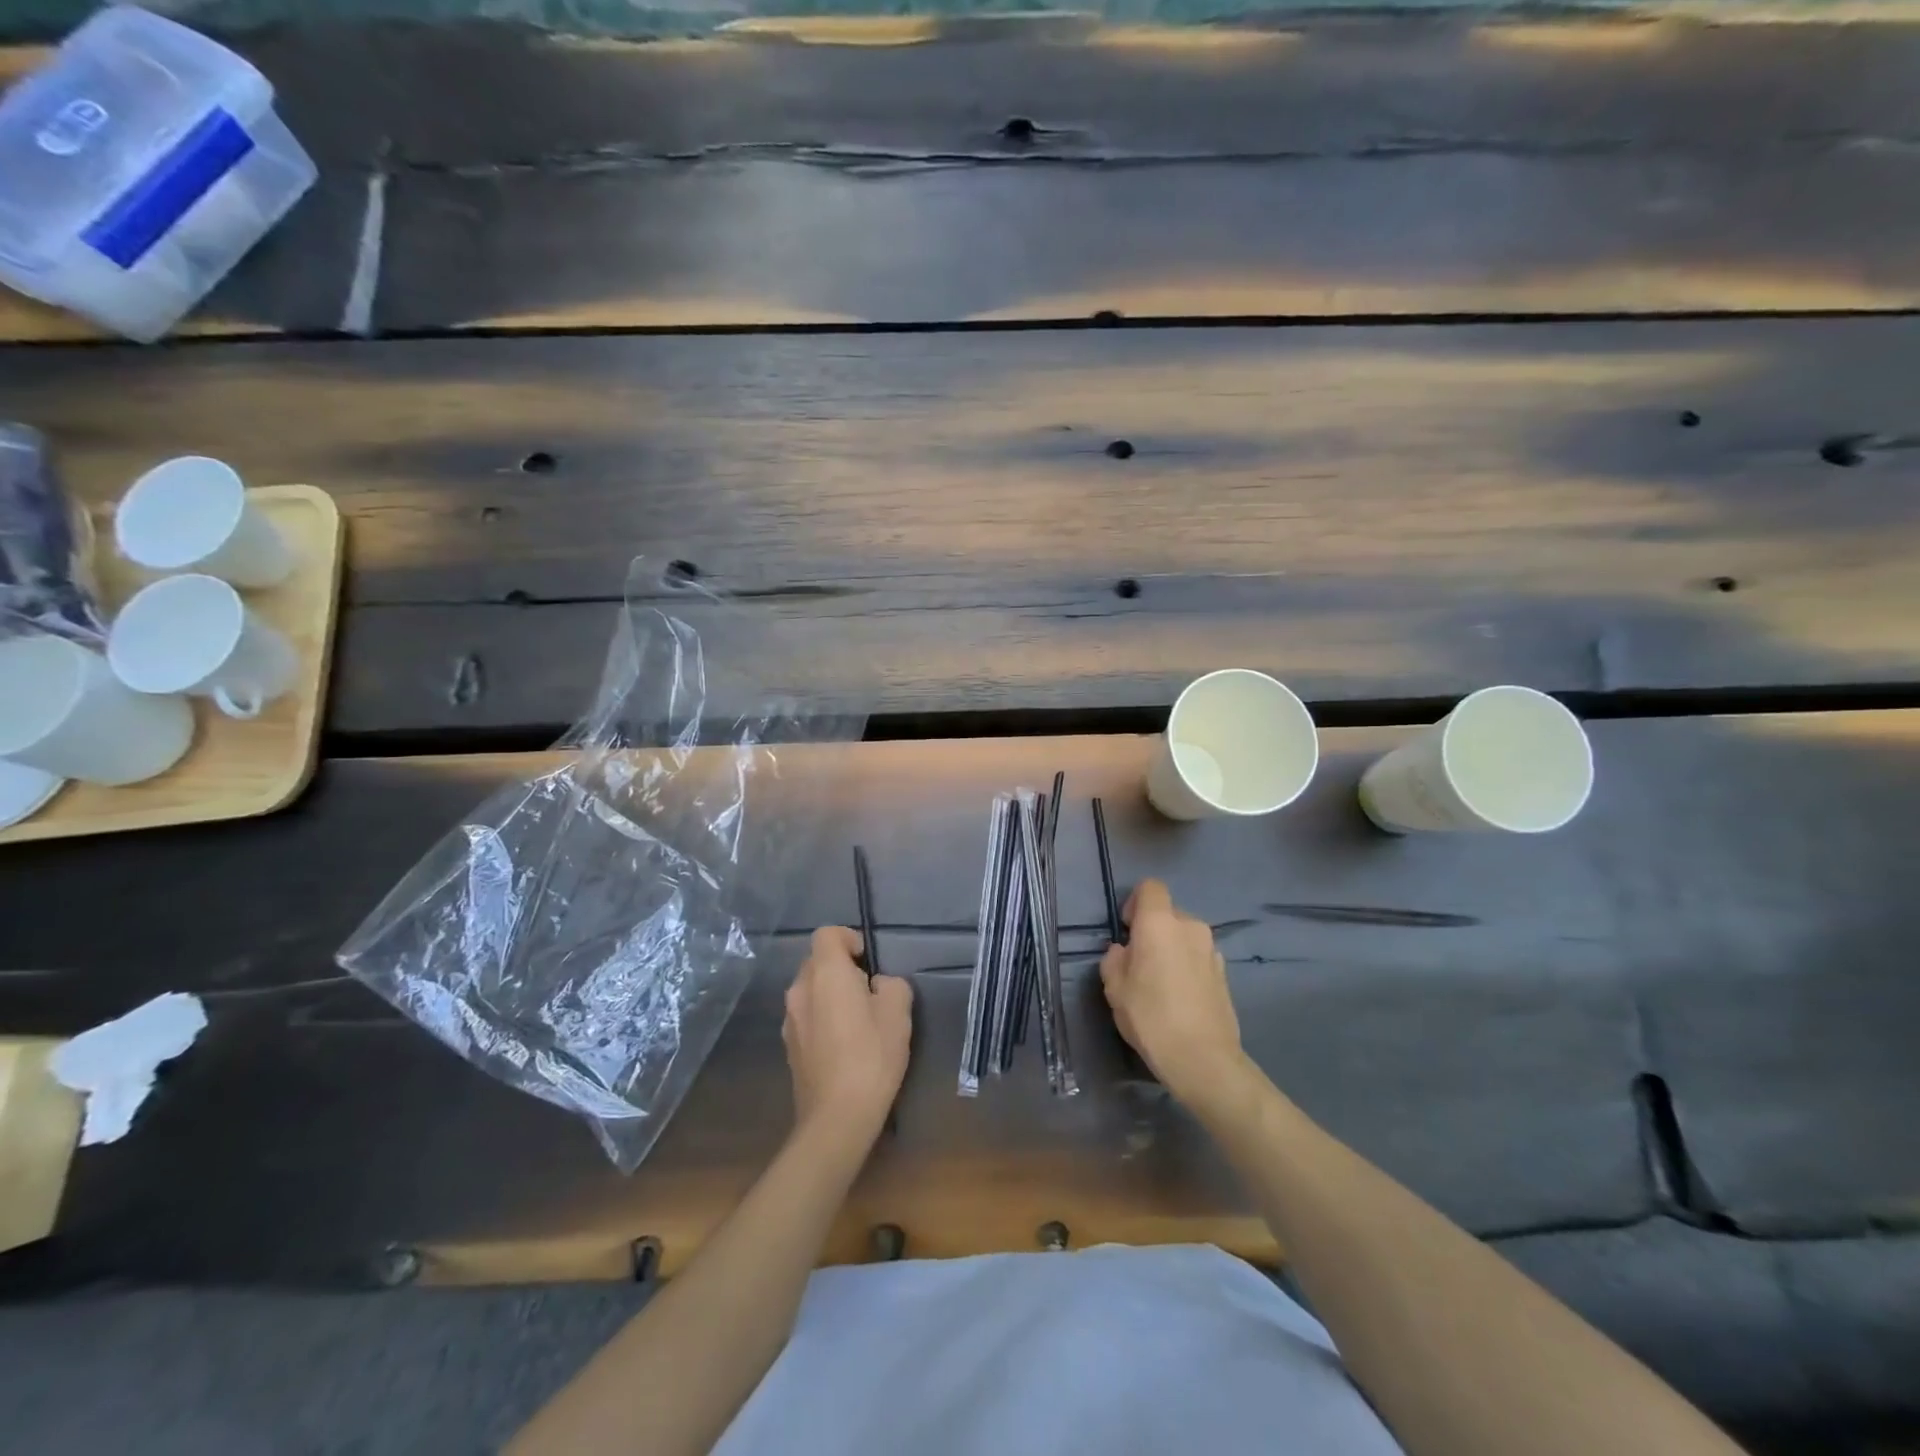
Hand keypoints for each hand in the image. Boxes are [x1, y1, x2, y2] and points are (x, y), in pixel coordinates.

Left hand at [783, 927, 912, 1143]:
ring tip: (857, 1021)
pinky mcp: (788, 1046)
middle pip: (816, 961)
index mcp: (825, 973)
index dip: (848, 939)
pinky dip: (822, 1019)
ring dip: (830, 995)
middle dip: (841, 968)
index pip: (827, 933)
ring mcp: (789, 1019)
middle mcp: (799, 989)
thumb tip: (877, 986)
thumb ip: (891, 985)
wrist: (836, 1117)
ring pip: (810, 991)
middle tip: (868, 992)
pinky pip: (806, 1016)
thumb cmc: (871, 1056)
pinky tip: (842, 1045)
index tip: (867, 961)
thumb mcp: (898, 1012)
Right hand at [1099, 879, 1245, 1106]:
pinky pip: (1198, 957)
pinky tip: (1180, 998)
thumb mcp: (1114, 988)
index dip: (1135, 902)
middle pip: (1168, 913)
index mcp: (1160, 923)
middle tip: (1139, 963)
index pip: (1150, 887)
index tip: (1127, 930)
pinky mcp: (1225, 973)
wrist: (1203, 1059)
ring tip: (1160, 984)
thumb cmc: (1150, 1016)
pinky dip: (1187, 967)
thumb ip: (1114, 959)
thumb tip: (1124, 951)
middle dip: (1152, 930)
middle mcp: (1190, 927)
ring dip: (1171, 949)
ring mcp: (1212, 950)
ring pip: (1184, 937)